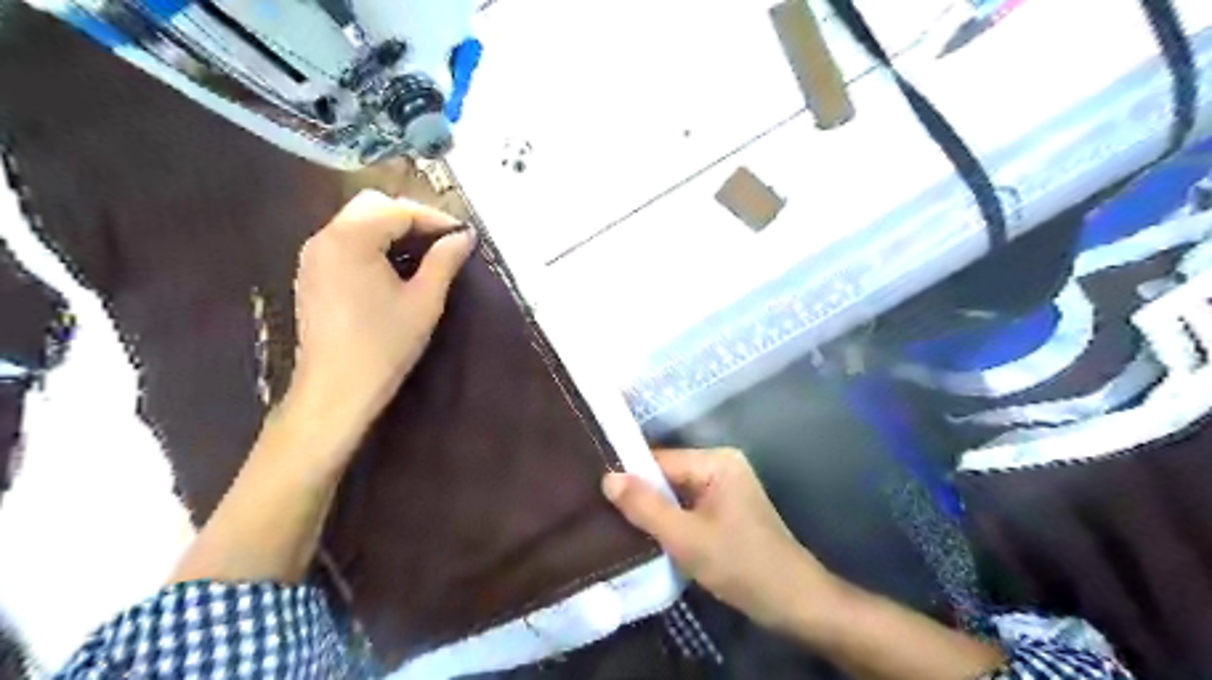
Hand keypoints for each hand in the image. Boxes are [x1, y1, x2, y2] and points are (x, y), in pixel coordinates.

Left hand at [287, 192, 473, 442]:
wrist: (336, 389)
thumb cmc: (384, 345)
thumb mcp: (424, 301)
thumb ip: (444, 261)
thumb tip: (465, 236)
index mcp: (351, 239)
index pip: (397, 210)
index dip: (434, 218)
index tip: (462, 234)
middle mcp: (325, 238)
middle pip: (371, 206)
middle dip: (410, 217)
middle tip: (442, 240)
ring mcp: (313, 256)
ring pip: (356, 222)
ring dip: (391, 229)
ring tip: (424, 253)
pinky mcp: (311, 274)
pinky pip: (345, 242)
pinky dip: (373, 243)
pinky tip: (395, 267)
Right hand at [600, 450, 839, 630]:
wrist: (793, 601)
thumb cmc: (740, 564)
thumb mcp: (686, 538)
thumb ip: (645, 507)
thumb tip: (607, 478)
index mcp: (716, 461)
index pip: (660, 461)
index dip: (631, 478)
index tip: (597, 495)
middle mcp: (722, 465)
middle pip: (668, 475)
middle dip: (643, 497)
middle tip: (605, 515)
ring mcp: (726, 487)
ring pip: (677, 493)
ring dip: (656, 511)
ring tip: (620, 526)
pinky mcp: (727, 508)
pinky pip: (689, 505)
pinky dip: (672, 519)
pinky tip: (651, 535)